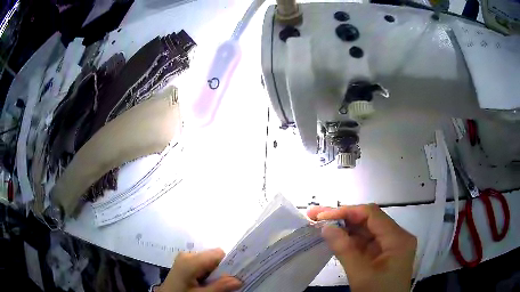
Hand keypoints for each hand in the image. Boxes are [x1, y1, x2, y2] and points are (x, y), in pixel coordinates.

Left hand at [156, 248, 241, 291]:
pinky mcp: (183, 262)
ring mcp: (184, 258)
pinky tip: (204, 283)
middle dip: (221, 270)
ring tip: (211, 286)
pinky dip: (207, 272)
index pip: (218, 254)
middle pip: (213, 257)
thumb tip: (239, 279)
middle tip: (222, 285)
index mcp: (191, 260)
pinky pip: (201, 263)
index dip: (229, 264)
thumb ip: (220, 287)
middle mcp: (187, 254)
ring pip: (208, 260)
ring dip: (214, 273)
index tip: (235, 276)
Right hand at [308, 204, 416, 291]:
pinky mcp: (383, 254)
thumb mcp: (361, 275)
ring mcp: (390, 246)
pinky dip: (349, 241)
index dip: (347, 212)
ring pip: (366, 231)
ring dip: (344, 228)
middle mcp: (396, 237)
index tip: (323, 216)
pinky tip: (334, 238)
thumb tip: (326, 228)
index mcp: (398, 239)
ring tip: (320, 224)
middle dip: (343, 217)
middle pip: (369, 220)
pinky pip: (365, 243)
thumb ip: (344, 250)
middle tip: (316, 215)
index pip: (372, 215)